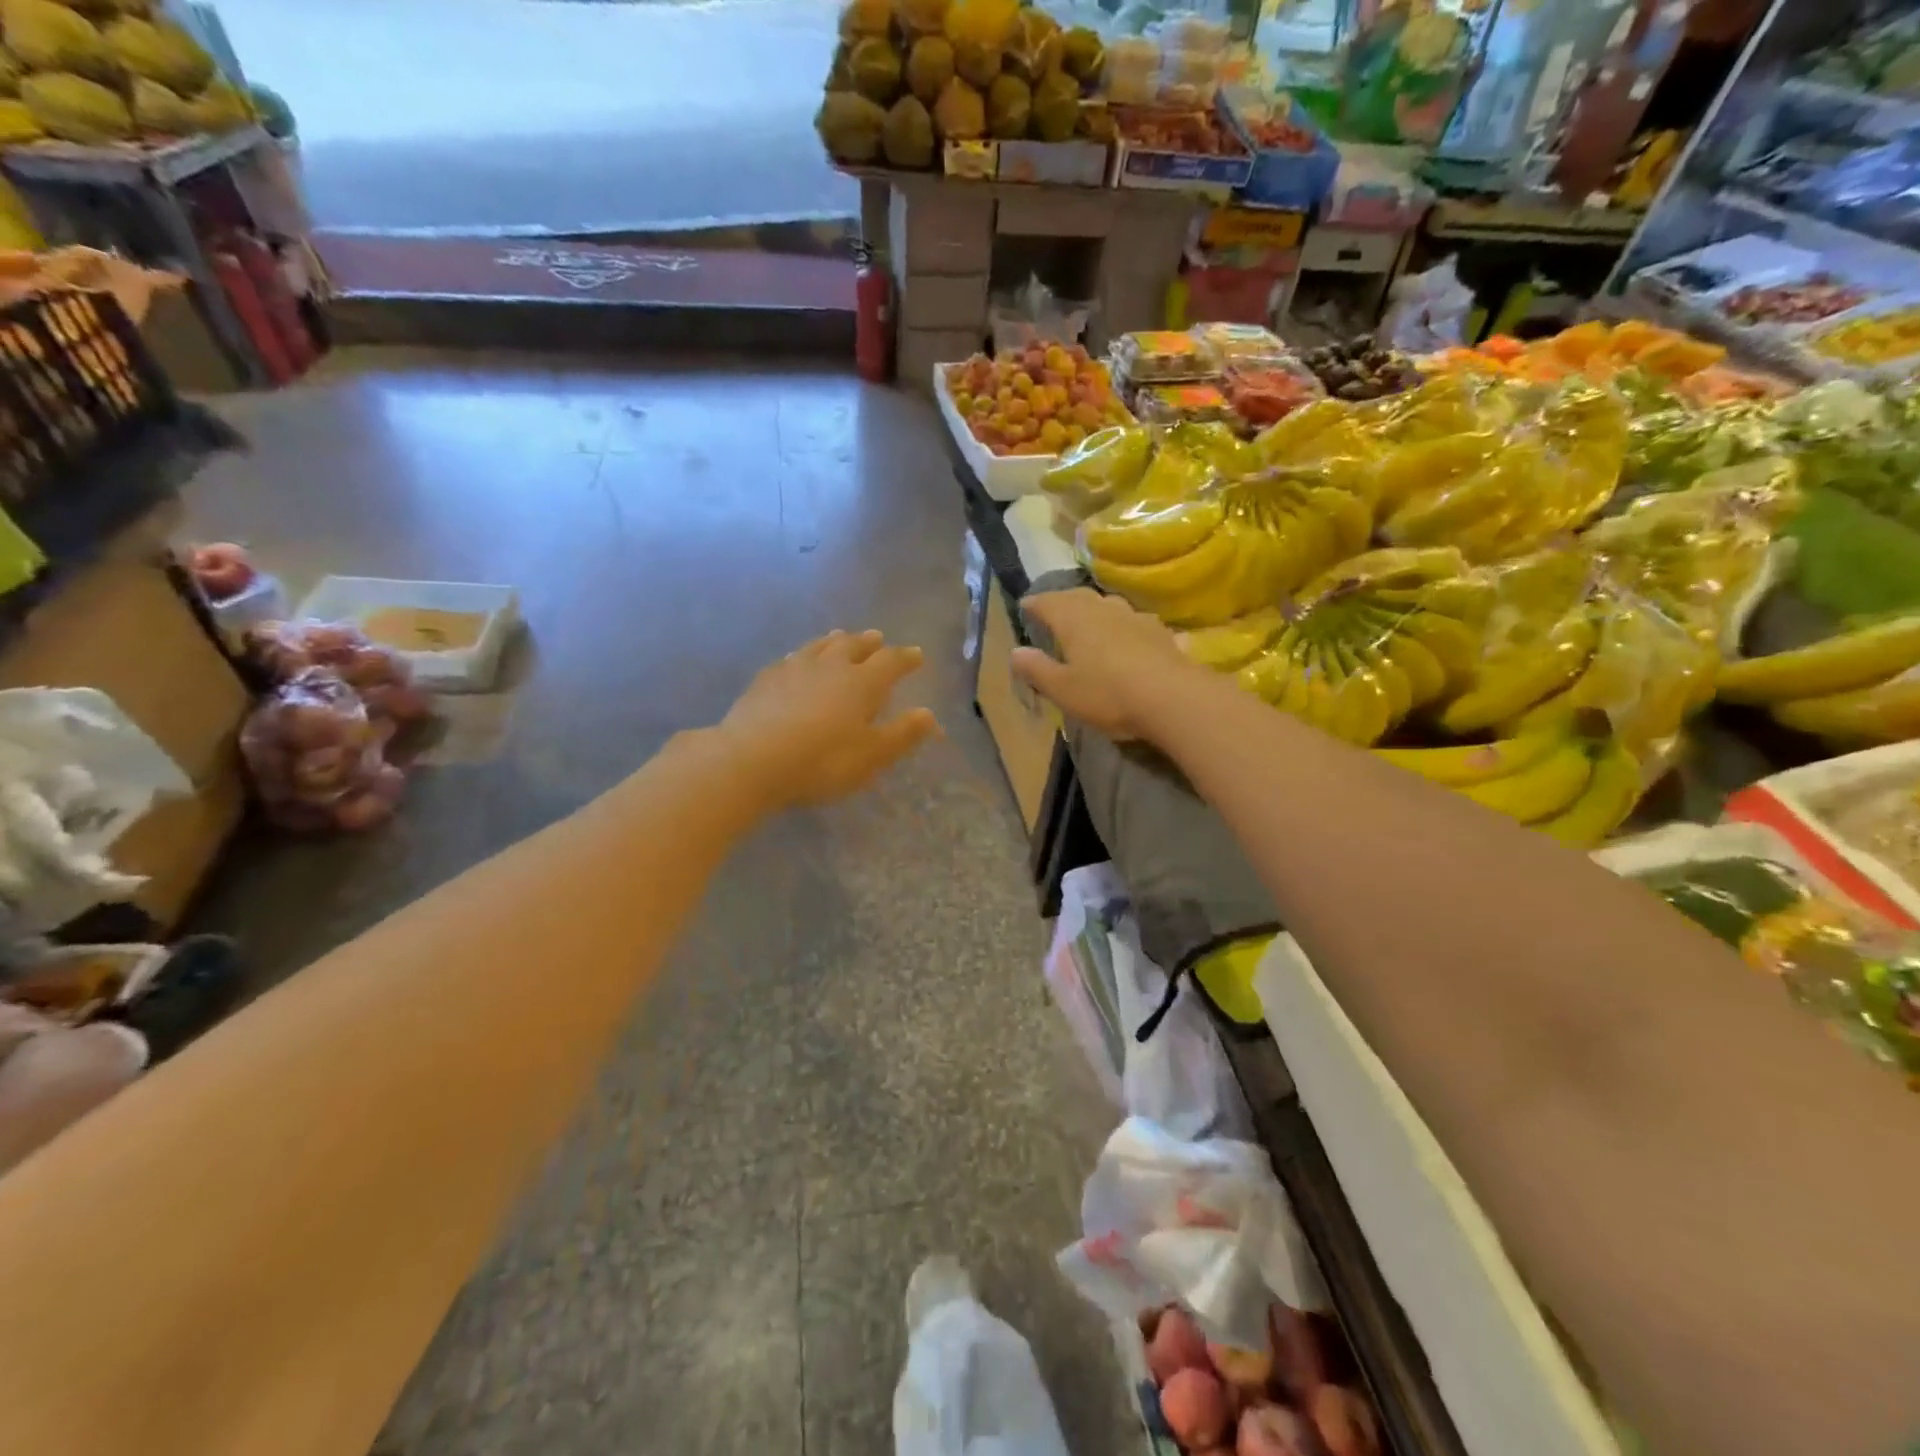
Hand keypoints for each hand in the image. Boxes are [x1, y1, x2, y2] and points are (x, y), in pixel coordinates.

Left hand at [719, 629, 939, 809]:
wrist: (751, 760)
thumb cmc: (822, 762)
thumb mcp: (871, 756)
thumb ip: (901, 734)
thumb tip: (928, 714)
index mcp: (862, 683)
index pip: (890, 662)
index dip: (905, 658)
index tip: (916, 655)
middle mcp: (830, 666)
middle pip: (853, 645)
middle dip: (869, 642)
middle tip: (878, 638)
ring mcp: (794, 668)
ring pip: (820, 646)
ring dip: (835, 641)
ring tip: (841, 636)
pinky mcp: (765, 679)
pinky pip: (791, 658)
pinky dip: (803, 655)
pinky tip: (797, 660)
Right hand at [1011, 589, 1200, 741]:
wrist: (1174, 699)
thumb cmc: (1108, 694)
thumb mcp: (1063, 689)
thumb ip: (1037, 669)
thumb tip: (1015, 651)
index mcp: (1074, 619)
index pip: (1048, 602)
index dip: (1034, 603)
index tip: (1025, 606)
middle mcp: (1104, 609)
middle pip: (1079, 597)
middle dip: (1063, 602)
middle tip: (1053, 611)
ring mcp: (1136, 618)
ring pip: (1110, 605)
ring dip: (1096, 610)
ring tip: (1089, 622)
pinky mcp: (1161, 634)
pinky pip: (1135, 624)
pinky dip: (1124, 627)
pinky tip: (1129, 638)